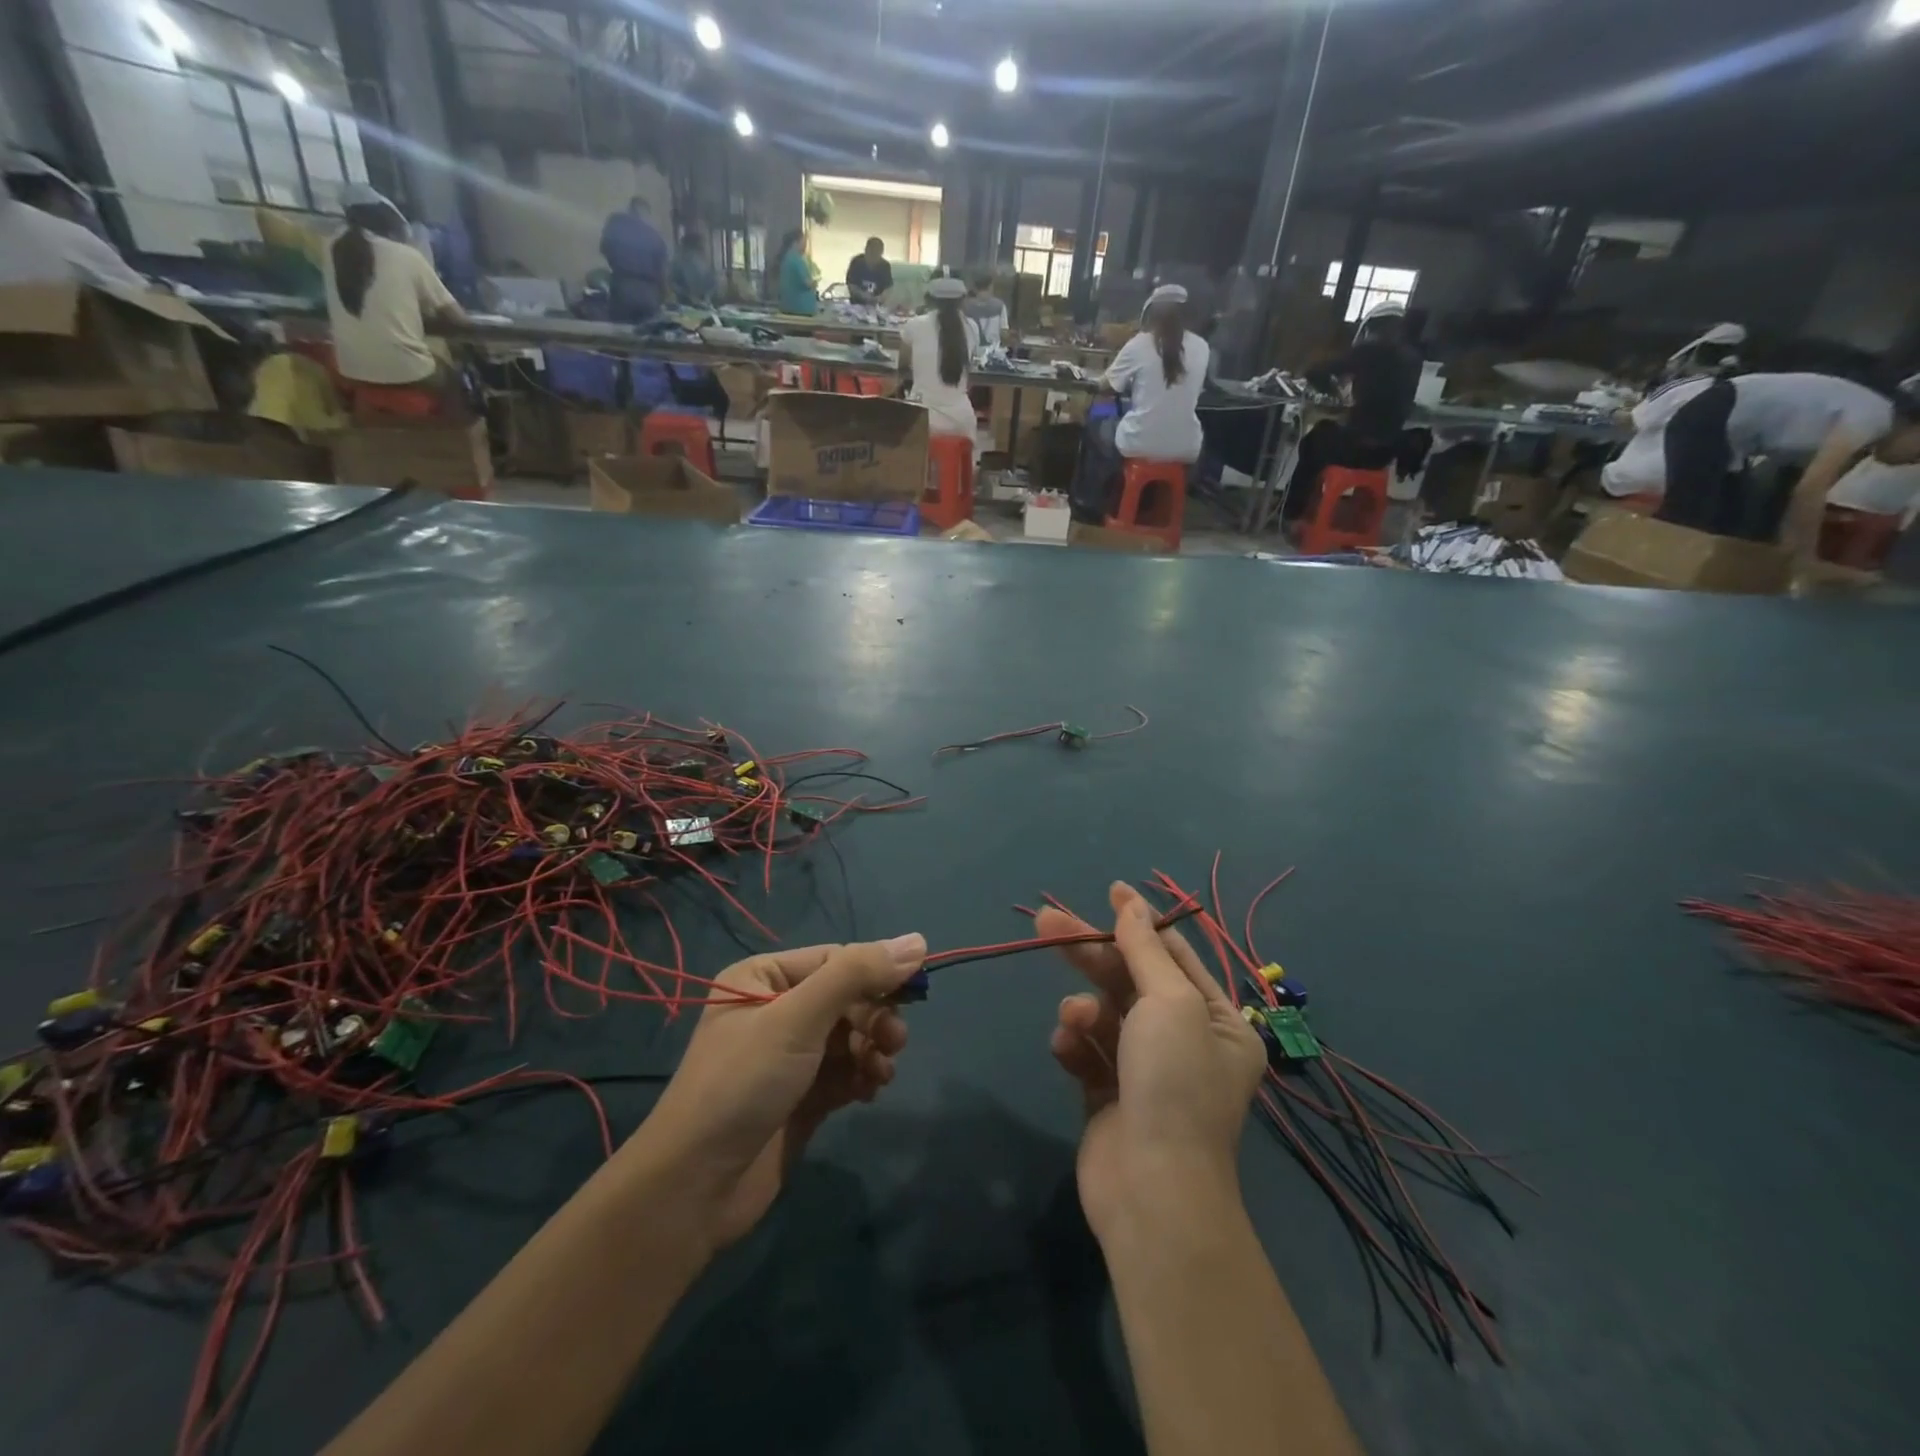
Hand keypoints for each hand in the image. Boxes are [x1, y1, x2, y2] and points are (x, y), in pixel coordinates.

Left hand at [638, 935, 923, 1247]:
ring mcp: (789, 1057)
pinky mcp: (802, 1097)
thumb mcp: (799, 1018)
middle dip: (874, 1018)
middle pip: (846, 999)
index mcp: (763, 979)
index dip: (875, 973)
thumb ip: (857, 975)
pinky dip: (863, 1076)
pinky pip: (845, 1072)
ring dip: (873, 1049)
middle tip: (895, 1041)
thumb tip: (917, 940)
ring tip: (882, 1073)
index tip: (913, 993)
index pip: (835, 960)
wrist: (696, 1188)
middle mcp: (775, 1011)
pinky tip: (869, 1091)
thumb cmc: (744, 1084)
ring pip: (851, 1037)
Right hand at [1039, 884, 1266, 1239]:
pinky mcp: (1109, 1097)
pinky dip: (1074, 1047)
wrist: (1152, 1190)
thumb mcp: (1167, 1002)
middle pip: (1130, 980)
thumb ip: (1145, 949)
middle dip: (1092, 953)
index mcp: (1217, 1021)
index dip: (1139, 921)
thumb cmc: (1174, 1083)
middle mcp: (1185, 1043)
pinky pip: (1087, 1054)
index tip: (1109, 890)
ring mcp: (1145, 1072)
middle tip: (1047, 920)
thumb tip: (1131, 902)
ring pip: (1104, 1016)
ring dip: (1084, 1011)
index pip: (1174, 955)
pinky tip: (1067, 1050)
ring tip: (1074, 1021)